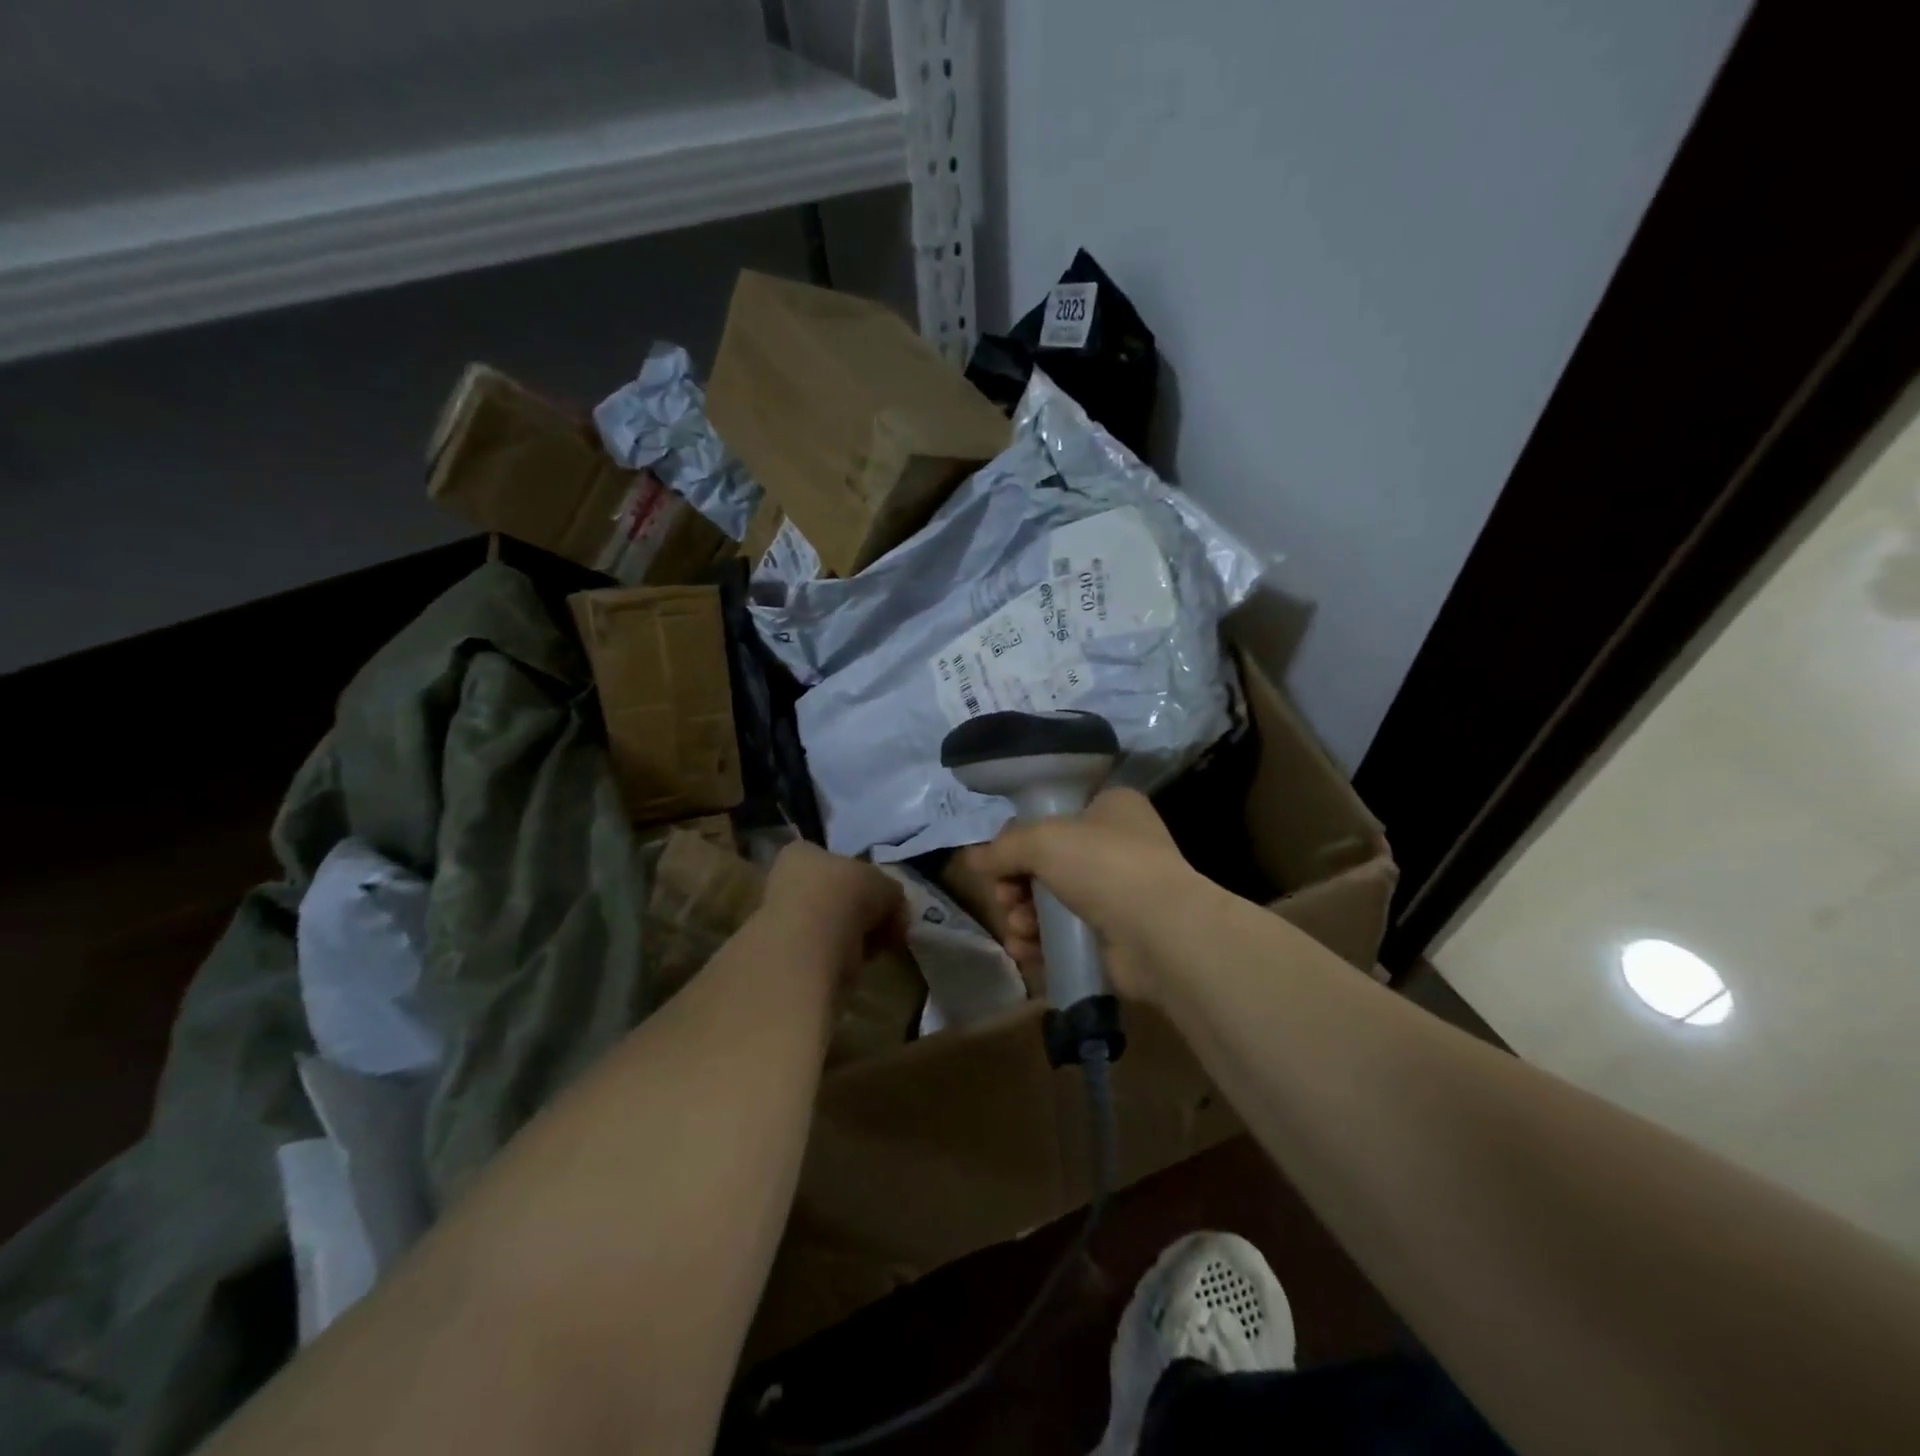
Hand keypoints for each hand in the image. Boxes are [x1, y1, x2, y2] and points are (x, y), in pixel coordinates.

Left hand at [759, 841, 908, 983]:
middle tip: (884, 925)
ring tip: (873, 947)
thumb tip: (893, 910)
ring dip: (852, 936)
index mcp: (801, 853)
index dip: (863, 879)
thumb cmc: (846, 895)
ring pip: (828, 925)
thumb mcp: (886, 884)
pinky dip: (841, 958)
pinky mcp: (784, 956)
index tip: (882, 898)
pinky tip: (856, 965)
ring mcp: (779, 920)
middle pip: (832, 894)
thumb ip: (890, 892)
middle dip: (859, 912)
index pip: (834, 860)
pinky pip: (822, 952)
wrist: (811, 947)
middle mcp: (783, 881)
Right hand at [956, 788, 1206, 1004]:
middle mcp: (1117, 846)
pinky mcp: (1114, 938)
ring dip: (1024, 916)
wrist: (1161, 933)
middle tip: (1006, 898)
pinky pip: (1064, 935)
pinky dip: (1040, 943)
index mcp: (1110, 807)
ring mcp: (1118, 894)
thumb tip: (971, 860)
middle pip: (1046, 862)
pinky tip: (1025, 951)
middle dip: (1016, 884)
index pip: (1054, 815)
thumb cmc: (1103, 865)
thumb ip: (1002, 848)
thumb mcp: (1042, 840)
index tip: (1000, 859)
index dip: (1021, 837)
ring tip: (1019, 929)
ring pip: (1051, 901)